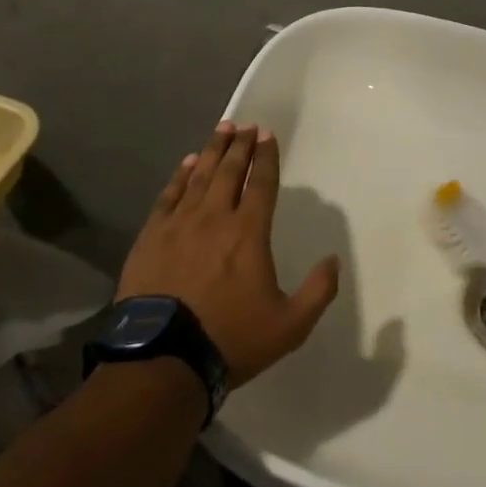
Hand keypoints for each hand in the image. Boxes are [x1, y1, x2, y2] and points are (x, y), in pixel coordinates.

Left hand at [116, 122, 339, 388]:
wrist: (163, 361)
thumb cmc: (230, 339)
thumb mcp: (290, 325)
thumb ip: (318, 291)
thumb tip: (333, 261)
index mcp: (249, 233)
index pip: (261, 183)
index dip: (266, 157)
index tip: (267, 135)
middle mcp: (215, 218)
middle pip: (229, 171)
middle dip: (240, 145)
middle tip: (246, 125)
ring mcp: (179, 225)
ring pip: (199, 176)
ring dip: (213, 151)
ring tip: (221, 130)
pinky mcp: (152, 237)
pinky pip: (169, 195)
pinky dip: (180, 175)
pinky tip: (187, 163)